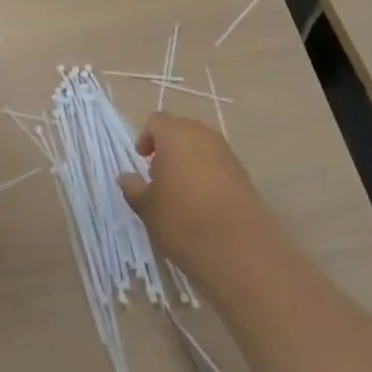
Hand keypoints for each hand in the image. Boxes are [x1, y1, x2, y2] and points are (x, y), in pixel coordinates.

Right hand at [119, 113, 272, 270]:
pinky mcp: (245, 176)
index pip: (156, 121)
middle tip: (159, 175)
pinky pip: (219, 166)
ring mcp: (227, 154)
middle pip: (181, 131)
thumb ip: (133, 188)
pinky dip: (208, 176)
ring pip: (202, 148)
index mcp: (175, 134)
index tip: (141, 159)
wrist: (240, 250)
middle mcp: (203, 136)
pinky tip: (204, 205)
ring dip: (189, 161)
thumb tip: (126, 177)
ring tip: (181, 192)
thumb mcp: (147, 208)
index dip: (146, 138)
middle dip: (168, 148)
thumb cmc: (182, 220)